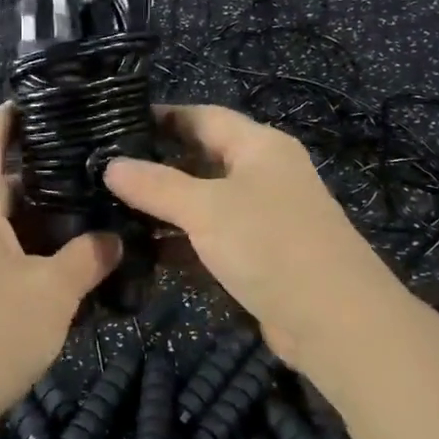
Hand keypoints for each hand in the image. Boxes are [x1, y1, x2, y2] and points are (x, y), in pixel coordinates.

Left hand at [0, 104, 119, 438]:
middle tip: (89, 168)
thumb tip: (112, 238)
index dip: (14, 113)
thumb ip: (88, 257)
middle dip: (38, 168)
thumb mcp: (53, 293)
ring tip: (80, 212)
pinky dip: (14, 240)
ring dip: (29, 211)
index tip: (53, 105)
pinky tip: (52, 261)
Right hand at [104, 105, 404, 373]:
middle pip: (201, 158)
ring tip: (110, 209)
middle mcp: (262, 173)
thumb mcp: (206, 209)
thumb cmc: (270, 244)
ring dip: (164, 208)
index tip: (114, 123)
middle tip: (103, 170)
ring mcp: (262, 216)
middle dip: (156, 165)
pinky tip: (142, 250)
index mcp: (259, 146)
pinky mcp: (258, 255)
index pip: (202, 116)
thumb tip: (110, 166)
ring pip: (203, 201)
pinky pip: (211, 238)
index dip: (160, 117)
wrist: (335, 322)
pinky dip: (181, 242)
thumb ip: (156, 185)